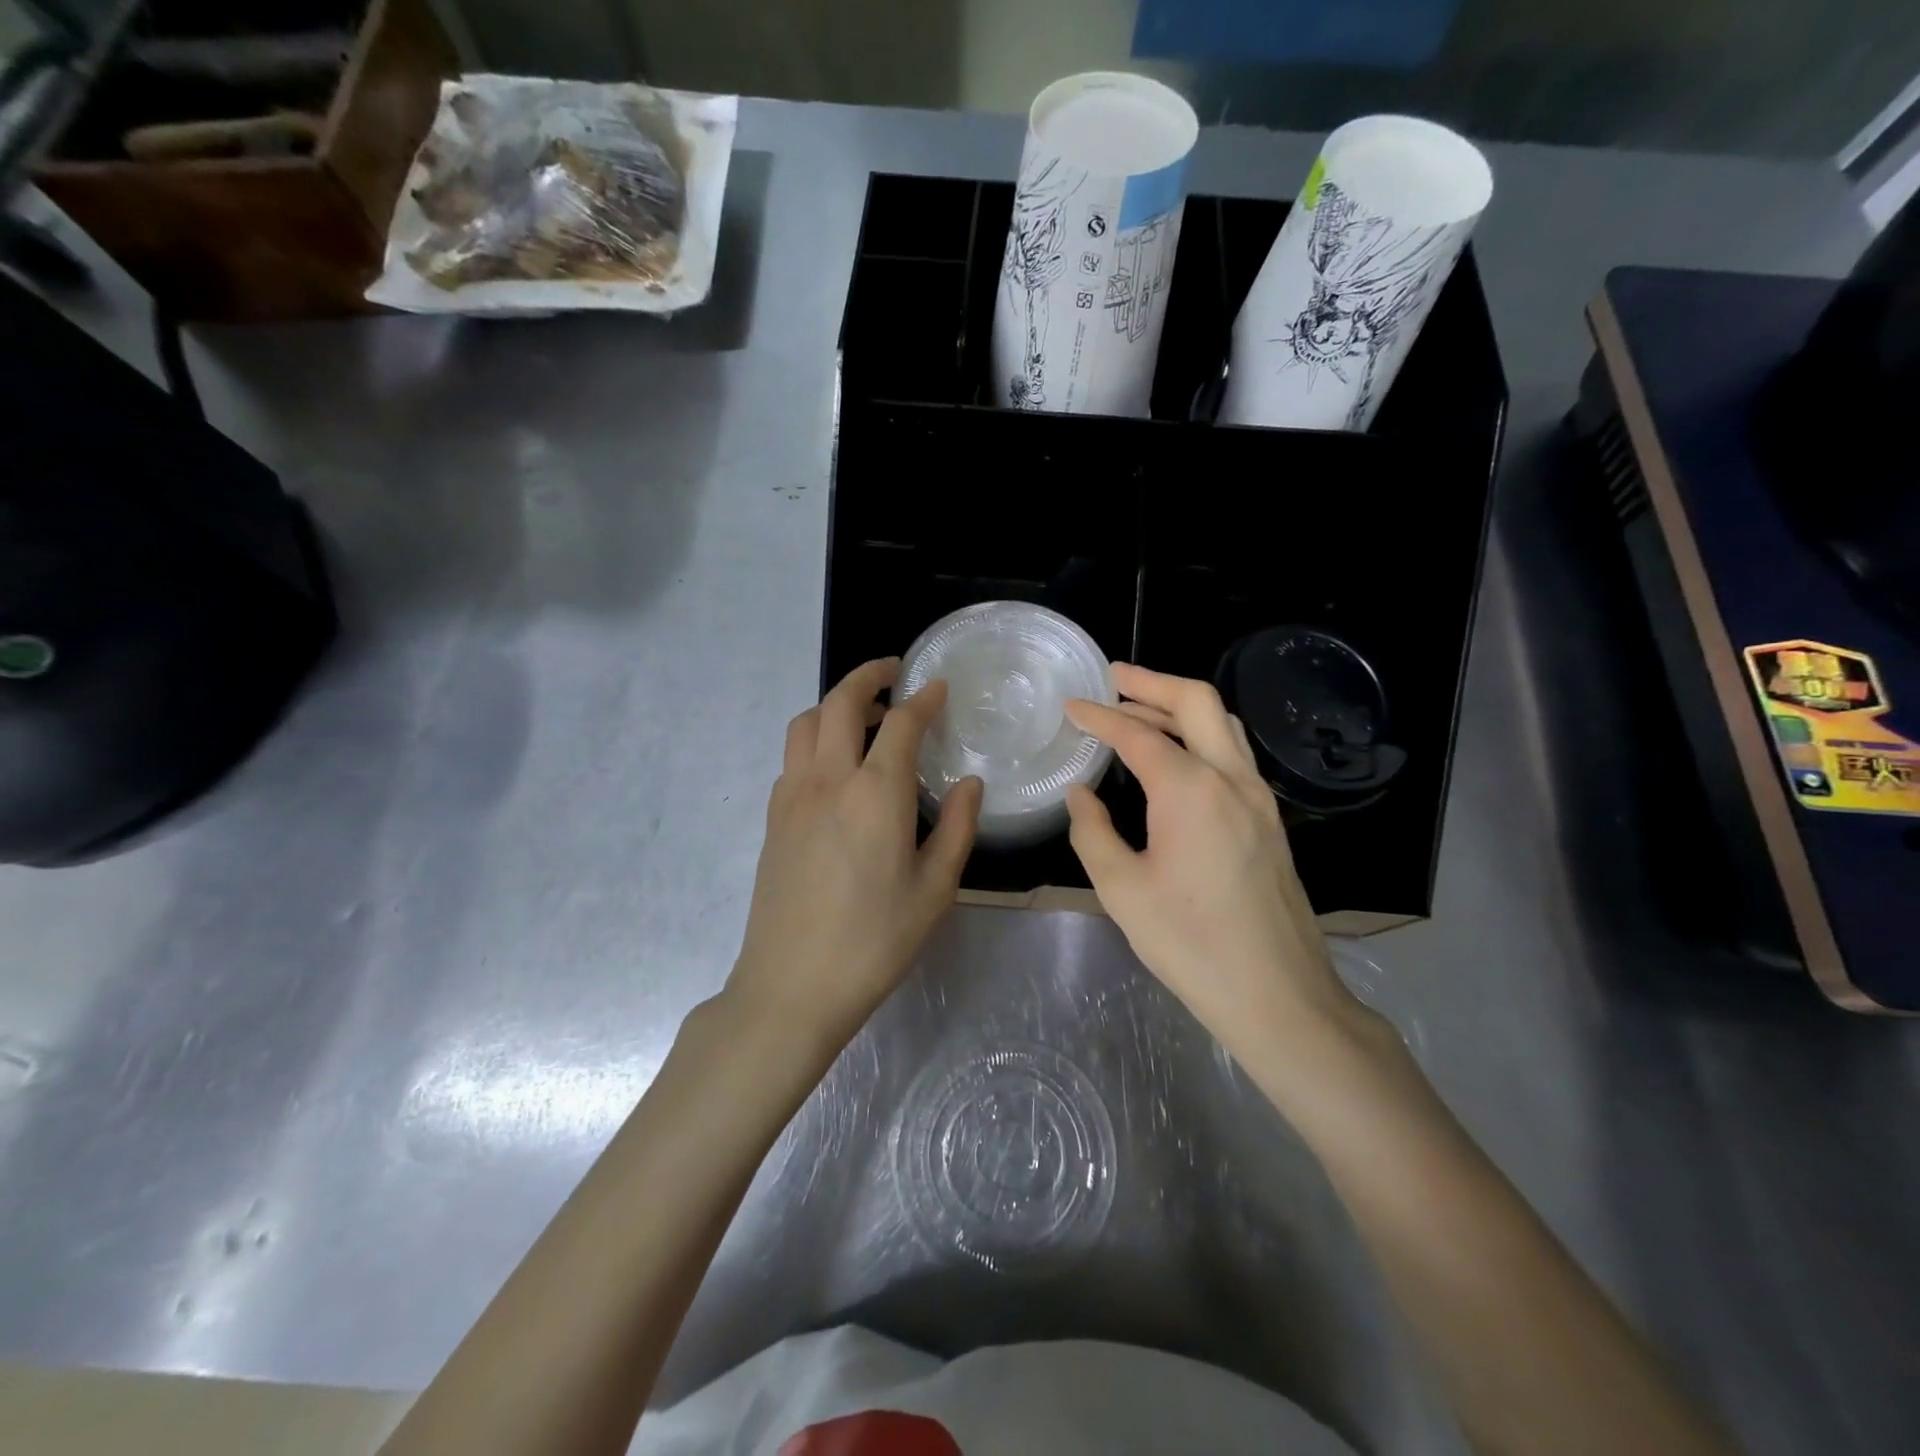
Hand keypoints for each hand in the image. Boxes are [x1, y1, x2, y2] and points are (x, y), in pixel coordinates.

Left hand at [725, 658, 982, 1052]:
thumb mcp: (935, 890)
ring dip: (834, 704)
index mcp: (875, 794)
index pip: (901, 723)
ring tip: (864, 716)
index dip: (923, 699)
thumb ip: (956, 828)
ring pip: (806, 722)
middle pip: (840, 702)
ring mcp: (792, 796)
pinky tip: (837, 768)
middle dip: (868, 676)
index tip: (939, 688)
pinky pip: (793, 757)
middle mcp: (828, 780)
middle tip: (894, 673)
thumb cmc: (874, 942)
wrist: (792, 986)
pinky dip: (816, 739)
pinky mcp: (773, 818)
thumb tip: (969, 784)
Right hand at [1064, 664, 1361, 1058]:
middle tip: (1112, 678)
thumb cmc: (1191, 944)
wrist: (1278, 995)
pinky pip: (1233, 755)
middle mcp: (1231, 779)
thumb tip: (1081, 795)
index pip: (1137, 735)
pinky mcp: (1270, 820)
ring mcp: (1259, 798)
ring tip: (1139, 711)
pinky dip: (1200, 737)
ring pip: (1223, 724)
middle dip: (1151, 682)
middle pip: (1196, 702)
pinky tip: (1176, 758)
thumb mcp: (1122, 890)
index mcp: (1191, 790)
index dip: (1099, 716)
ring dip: (1179, 708)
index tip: (1070, 706)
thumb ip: (1093, 832)